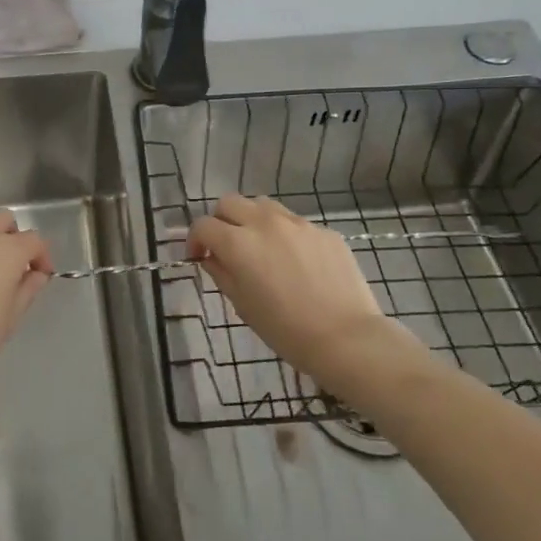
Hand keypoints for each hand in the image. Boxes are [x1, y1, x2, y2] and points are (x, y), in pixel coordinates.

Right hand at [187, 194, 397, 387]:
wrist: (346, 338)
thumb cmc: (286, 330)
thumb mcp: (243, 306)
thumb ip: (222, 274)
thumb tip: (211, 258)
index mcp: (239, 243)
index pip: (203, 225)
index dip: (194, 240)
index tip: (198, 257)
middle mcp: (265, 223)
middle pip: (229, 203)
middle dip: (220, 221)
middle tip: (225, 246)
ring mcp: (298, 223)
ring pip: (263, 205)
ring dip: (252, 219)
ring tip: (259, 246)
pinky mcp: (323, 230)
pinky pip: (295, 223)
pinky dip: (284, 234)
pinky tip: (295, 261)